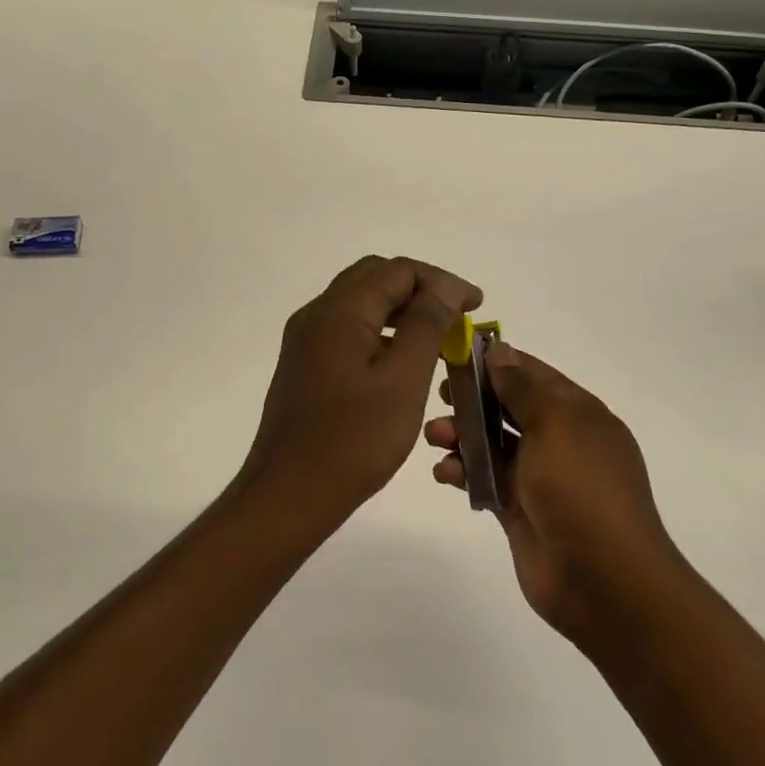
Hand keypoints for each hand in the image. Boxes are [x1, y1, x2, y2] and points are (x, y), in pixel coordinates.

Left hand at [236, 256, 482, 531]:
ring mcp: (306, 342)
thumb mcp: (403, 379)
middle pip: (375, 278)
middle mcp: (316, 315)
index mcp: (339, 311)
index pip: (397, 270)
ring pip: (360, 305)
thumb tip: (445, 287)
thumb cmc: (353, 439)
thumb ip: (426, 325)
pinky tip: (404, 361)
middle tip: (458, 317)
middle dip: (421, 290)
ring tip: (439, 337)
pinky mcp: (305, 366)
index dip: (442, 281)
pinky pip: (348, 331)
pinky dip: (381, 333)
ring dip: (401, 311)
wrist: (289, 495)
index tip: (476, 307)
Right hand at [425, 342, 678, 646]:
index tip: (457, 352)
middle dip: (473, 399)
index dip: (497, 361)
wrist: (603, 580)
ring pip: (492, 444)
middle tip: (441, 395)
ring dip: (462, 435)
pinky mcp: (519, 510)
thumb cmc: (582, 489)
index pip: (533, 374)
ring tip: (434, 437)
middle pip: (509, 408)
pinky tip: (444, 473)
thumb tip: (500, 350)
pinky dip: (463, 472)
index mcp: (578, 414)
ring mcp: (539, 477)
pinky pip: (484, 480)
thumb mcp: (555, 426)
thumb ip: (522, 388)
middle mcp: (560, 441)